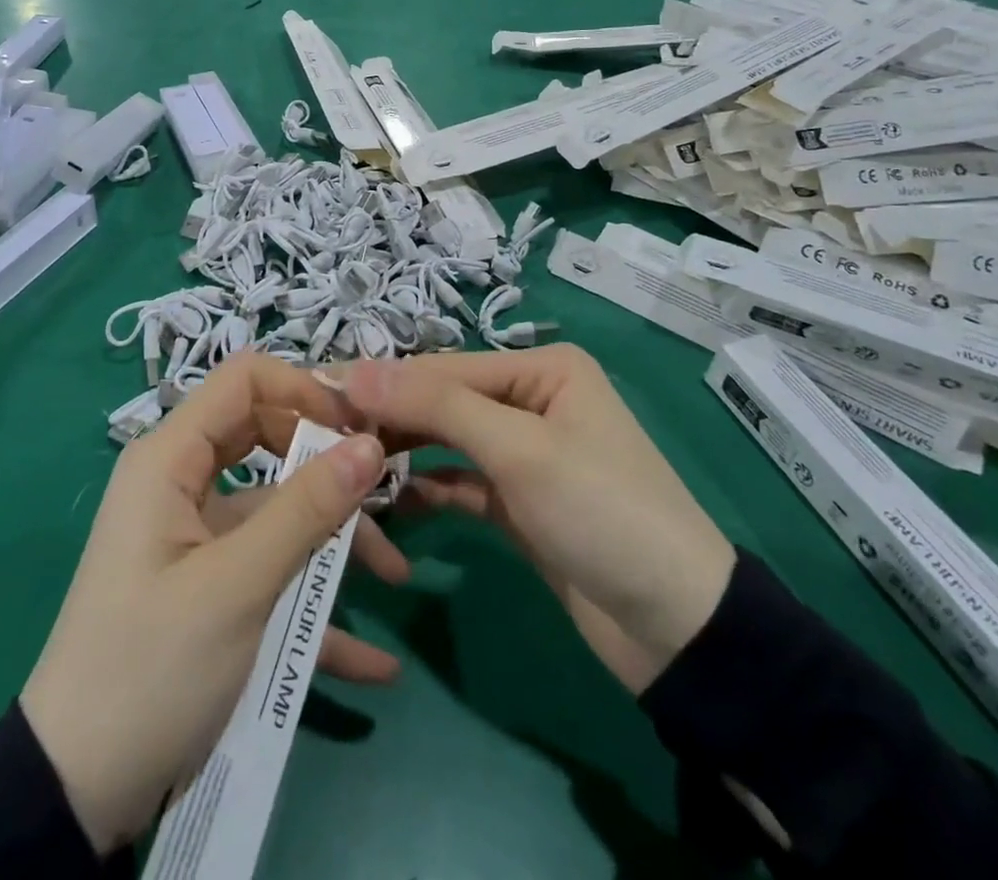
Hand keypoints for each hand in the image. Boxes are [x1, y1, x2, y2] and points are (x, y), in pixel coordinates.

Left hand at [21, 354, 386, 855]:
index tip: (360, 428)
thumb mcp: (235, 586)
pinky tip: (372, 661)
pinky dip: (314, 605)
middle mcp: (182, 484)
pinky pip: (269, 572)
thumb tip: (369, 445)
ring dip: (333, 540)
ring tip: (395, 578)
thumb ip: (305, 510)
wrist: (75, 796)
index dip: (304, 390)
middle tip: (385, 494)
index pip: (244, 380)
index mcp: (171, 460)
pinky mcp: (208, 588)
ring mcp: (196, 538)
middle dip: (328, 468)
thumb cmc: (150, 668)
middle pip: (268, 439)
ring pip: (277, 510)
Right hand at [346, 347, 734, 695]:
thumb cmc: (601, 512)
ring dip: (403, 453)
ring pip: (447, 441)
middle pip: (443, 401)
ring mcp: (524, 452)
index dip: (383, 382)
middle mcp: (531, 399)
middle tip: (322, 435)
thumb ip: (436, 405)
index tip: (318, 395)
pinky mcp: (518, 501)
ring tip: (346, 466)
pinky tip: (390, 500)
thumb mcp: (519, 449)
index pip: (444, 367)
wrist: (678, 629)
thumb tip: (355, 369)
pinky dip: (428, 489)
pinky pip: (460, 482)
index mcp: (541, 369)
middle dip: (389, 418)